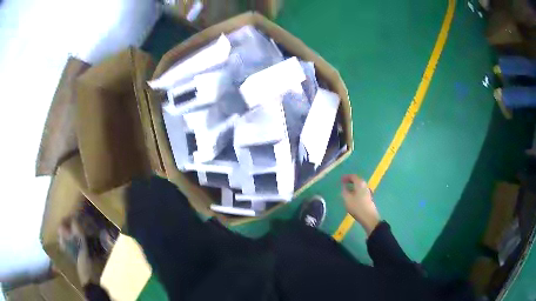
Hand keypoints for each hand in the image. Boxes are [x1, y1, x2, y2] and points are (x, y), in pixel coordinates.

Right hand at [341, 175, 379, 235]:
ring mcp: (368, 192)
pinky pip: (361, 191)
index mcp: (360, 184)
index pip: (353, 176)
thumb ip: (344, 191)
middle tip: (343, 183)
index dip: (346, 177)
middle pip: (357, 180)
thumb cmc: (357, 207)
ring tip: (347, 190)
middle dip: (350, 181)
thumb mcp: (347, 199)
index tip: (341, 179)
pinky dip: (356, 191)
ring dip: (353, 186)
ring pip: (359, 186)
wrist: (369, 218)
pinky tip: (352, 197)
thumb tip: (344, 186)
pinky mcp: (368, 198)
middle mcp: (365, 186)